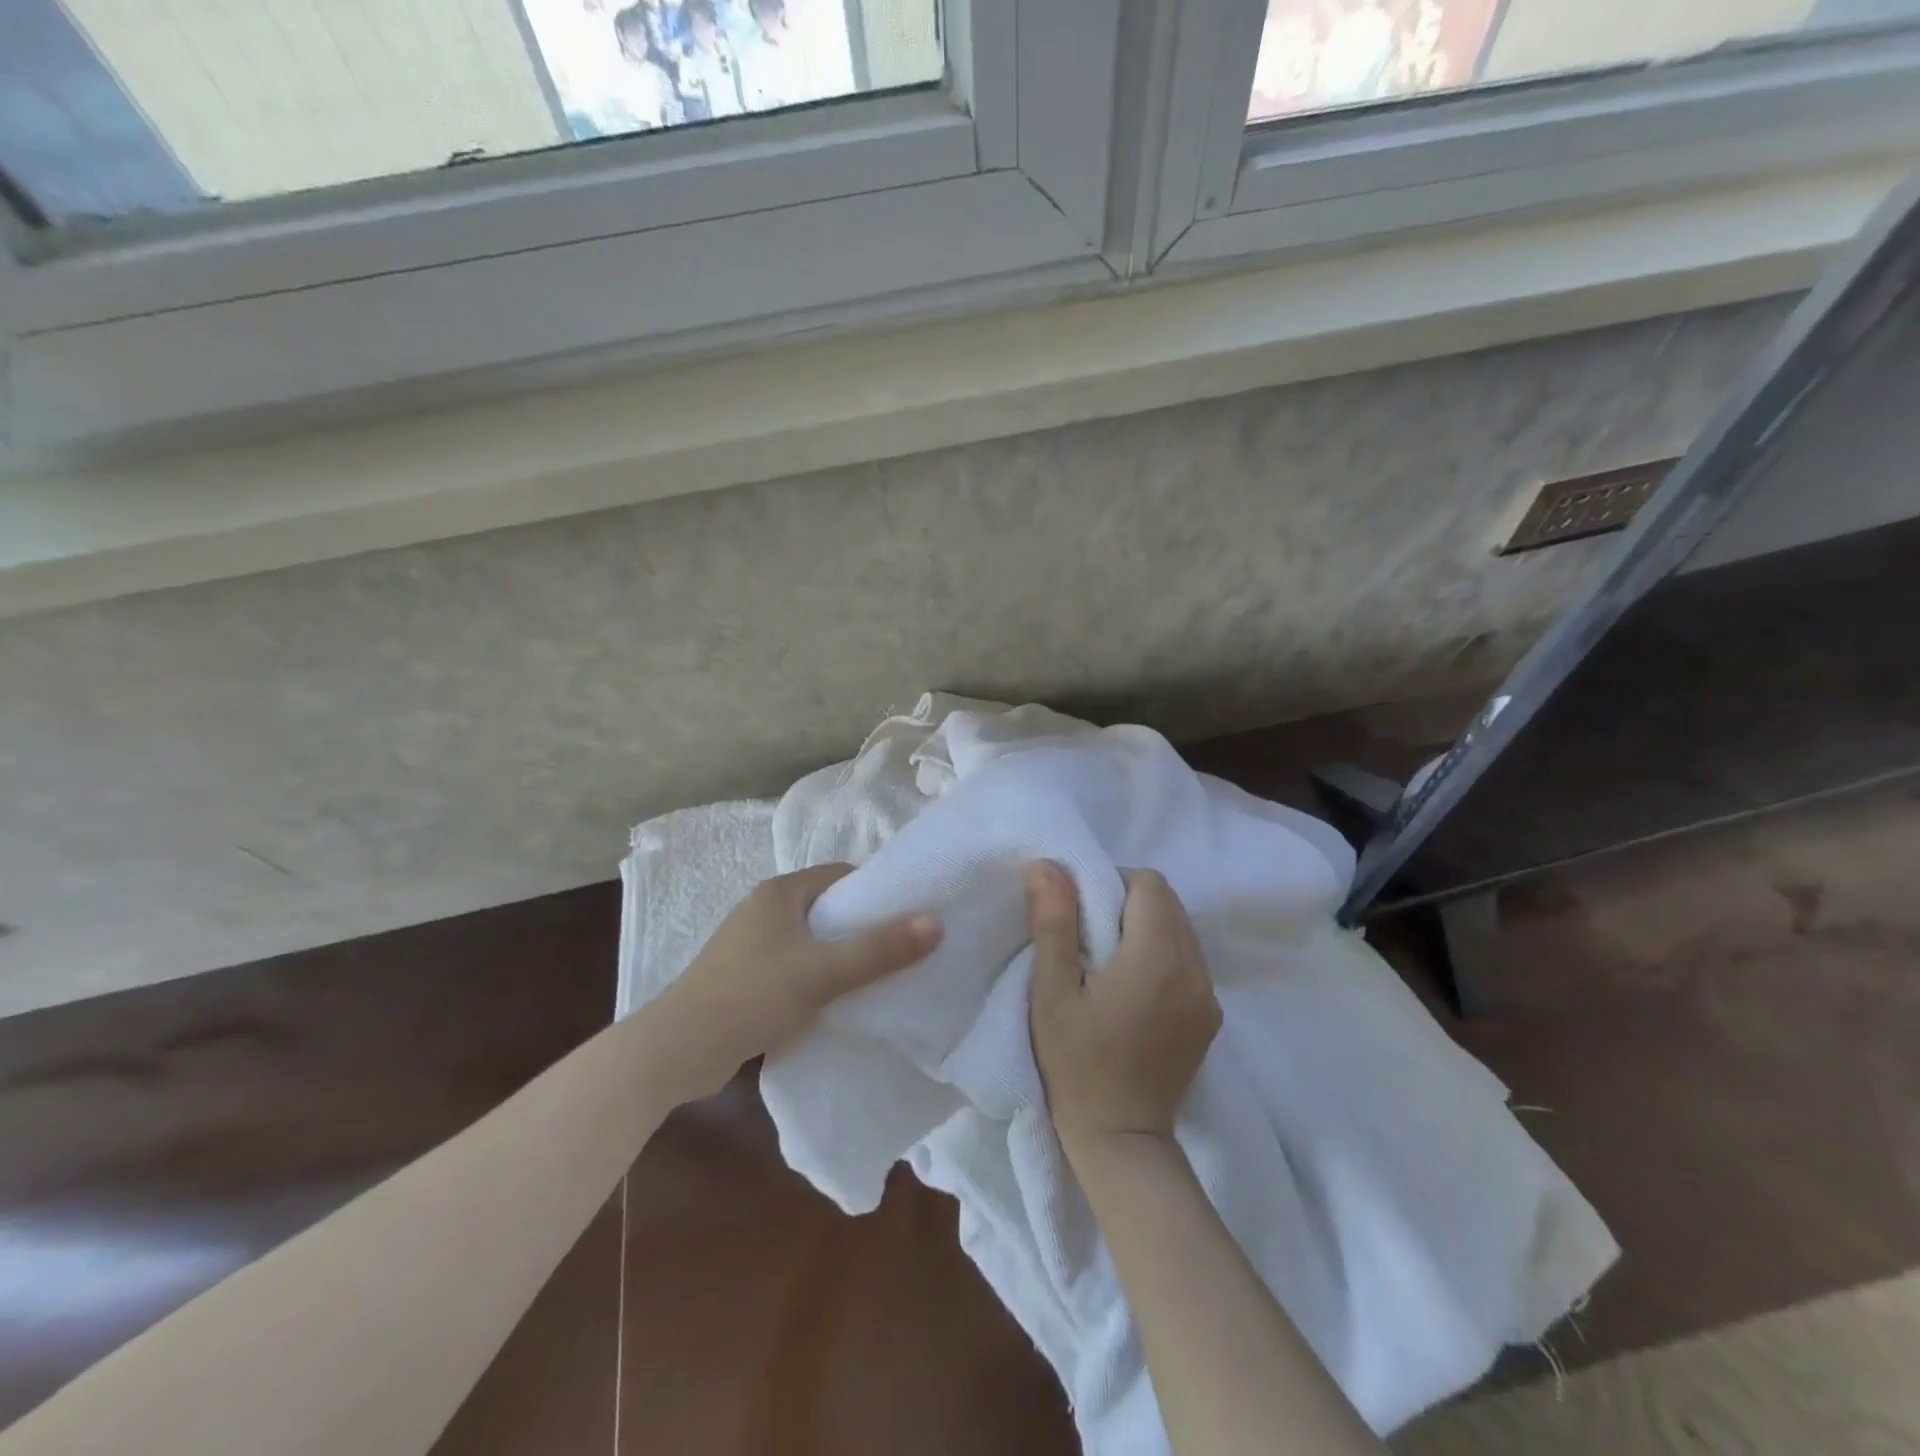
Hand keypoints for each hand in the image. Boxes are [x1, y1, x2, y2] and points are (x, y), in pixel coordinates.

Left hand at [661, 865, 941, 1095]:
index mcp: (780, 892)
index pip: (840, 875)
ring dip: (838, 955)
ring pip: (810, 939)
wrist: (677, 1050)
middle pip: (827, 907)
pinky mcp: (743, 976)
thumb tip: (936, 922)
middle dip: (861, 926)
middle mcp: (763, 909)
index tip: (908, 915)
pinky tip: (834, 1001)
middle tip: (898, 949)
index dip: (876, 891)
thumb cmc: (752, 996)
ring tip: (874, 977)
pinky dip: (816, 976)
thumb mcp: (823, 971)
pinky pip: (793, 965)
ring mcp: (749, 944)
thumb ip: (880, 949)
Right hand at [1027, 861, 1220, 1154]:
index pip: (1149, 884)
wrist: (1120, 1139)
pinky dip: (1163, 954)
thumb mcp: (1052, 992)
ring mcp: (1208, 995)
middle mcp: (1194, 969)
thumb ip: (1053, 922)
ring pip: (1182, 929)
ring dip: (1148, 927)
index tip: (1082, 913)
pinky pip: (1190, 960)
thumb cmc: (1075, 1064)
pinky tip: (1134, 987)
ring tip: (1111, 961)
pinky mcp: (1210, 1016)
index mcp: (1157, 957)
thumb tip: (1046, 864)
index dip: (1113, 884)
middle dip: (1129, 903)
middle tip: (1090, 935)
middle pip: (1169, 902)